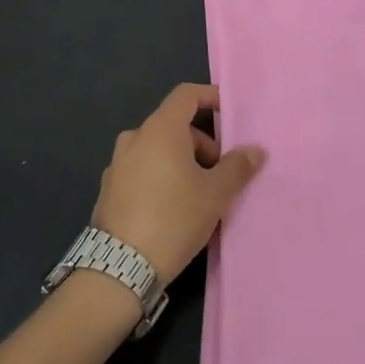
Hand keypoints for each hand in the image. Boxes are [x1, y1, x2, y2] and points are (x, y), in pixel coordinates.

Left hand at [92, 83, 264, 284]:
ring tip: (200, 196)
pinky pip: (142, 171)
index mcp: (160, 129)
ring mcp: (117, 164)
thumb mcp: (215, 194)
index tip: (229, 113)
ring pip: (158, 150)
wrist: (120, 268)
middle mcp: (135, 138)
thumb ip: (237, 167)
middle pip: (174, 126)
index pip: (186, 95)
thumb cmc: (174, 218)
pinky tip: (173, 210)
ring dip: (182, 163)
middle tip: (221, 174)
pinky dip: (161, 178)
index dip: (210, 97)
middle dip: (202, 144)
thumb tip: (255, 150)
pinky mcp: (109, 190)